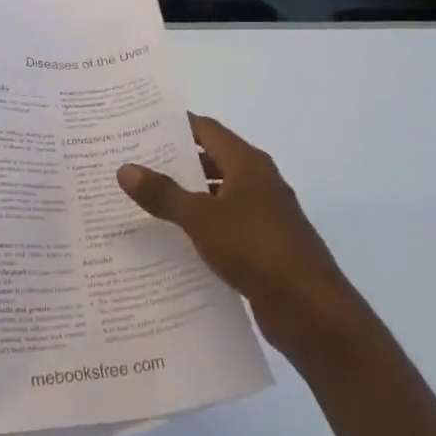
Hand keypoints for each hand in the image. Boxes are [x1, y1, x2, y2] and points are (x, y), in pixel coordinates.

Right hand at [118, 115, 362, 364]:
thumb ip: (164, 193)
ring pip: (217, 195)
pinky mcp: (263, 246)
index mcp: (247, 163)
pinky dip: (200, 226)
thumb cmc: (256, 249)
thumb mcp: (202, 218)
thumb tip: (125, 168)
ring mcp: (263, 215)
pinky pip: (224, 225)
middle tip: (132, 161)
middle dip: (174, 160)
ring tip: (143, 198)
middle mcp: (257, 181)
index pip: (206, 129)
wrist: (310, 310)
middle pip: (211, 160)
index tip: (139, 124)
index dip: (174, 124)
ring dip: (186, 195)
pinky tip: (172, 238)